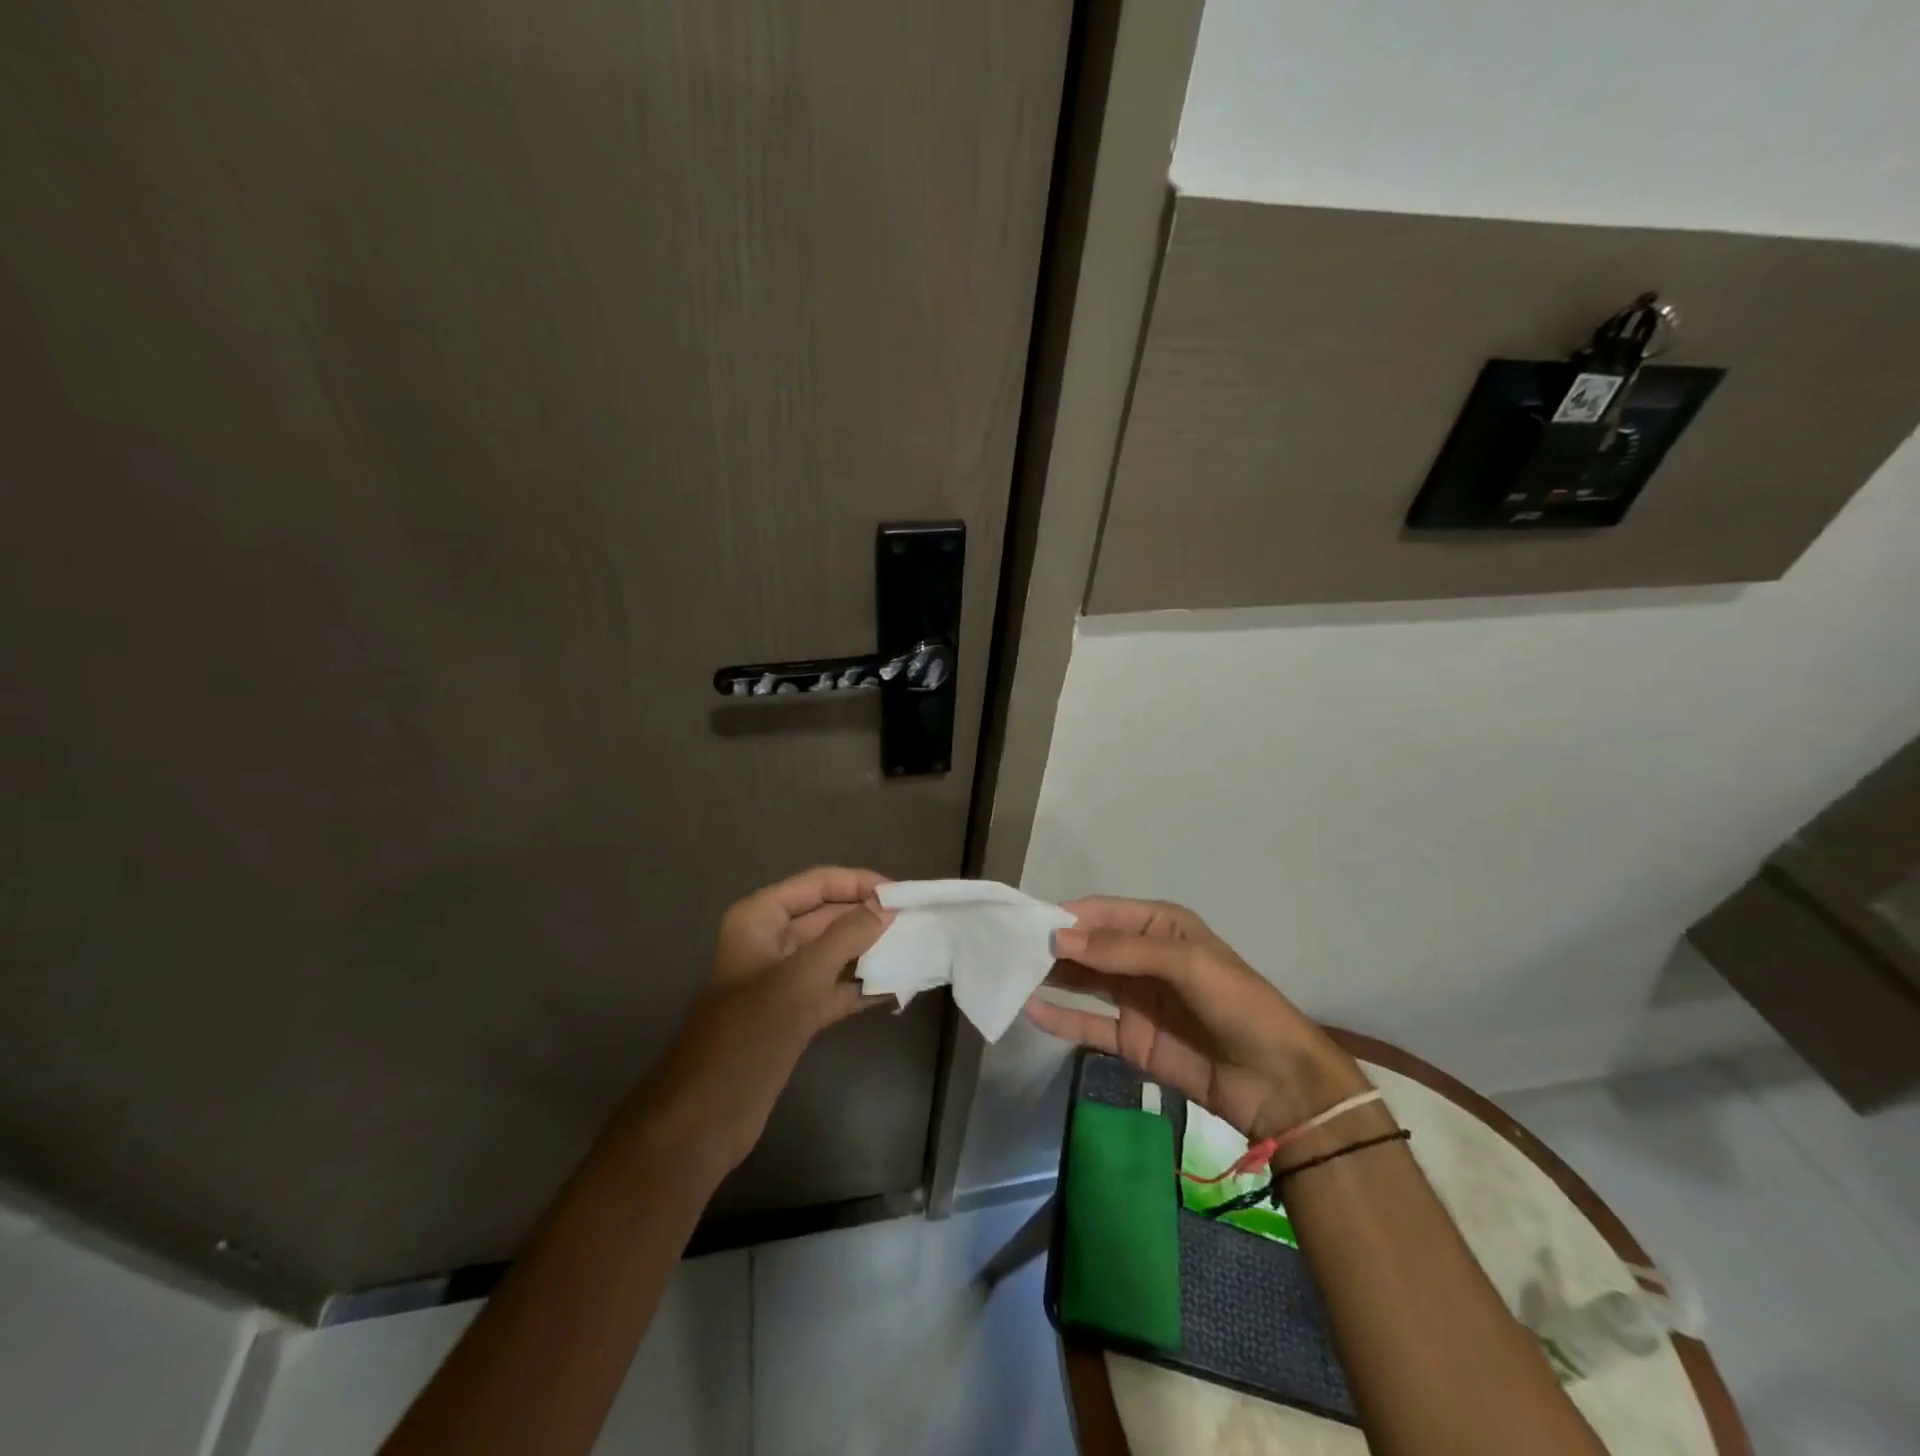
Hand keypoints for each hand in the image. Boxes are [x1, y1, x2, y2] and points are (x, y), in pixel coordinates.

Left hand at [640, 867, 892, 1175]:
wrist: (707, 1116)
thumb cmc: (750, 1032)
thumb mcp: (802, 976)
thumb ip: (846, 936)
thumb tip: (886, 906)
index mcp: (760, 918)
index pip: (817, 883)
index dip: (859, 883)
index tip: (902, 893)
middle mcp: (770, 941)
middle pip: (827, 916)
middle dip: (869, 917)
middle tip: (917, 920)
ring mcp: (782, 980)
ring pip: (833, 953)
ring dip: (870, 951)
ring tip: (916, 947)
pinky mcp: (793, 1014)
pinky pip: (833, 989)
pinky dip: (861, 987)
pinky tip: (898, 987)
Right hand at [1026, 897, 1368, 1141]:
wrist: (1276, 1081)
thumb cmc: (1237, 1004)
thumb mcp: (1185, 963)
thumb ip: (1120, 951)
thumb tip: (1059, 938)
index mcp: (1160, 927)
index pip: (1103, 913)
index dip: (1067, 916)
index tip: (1027, 921)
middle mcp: (1142, 957)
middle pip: (1089, 946)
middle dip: (1053, 945)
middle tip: (1009, 948)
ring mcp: (1135, 999)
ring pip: (1083, 981)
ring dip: (1051, 977)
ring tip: (1010, 973)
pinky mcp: (1131, 1039)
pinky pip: (1088, 1023)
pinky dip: (1060, 1018)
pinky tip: (1031, 1011)